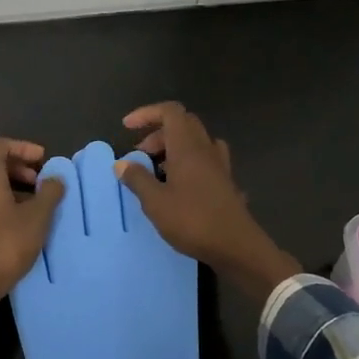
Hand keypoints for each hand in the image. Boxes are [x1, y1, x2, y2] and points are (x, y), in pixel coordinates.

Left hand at [0, 139, 65, 328]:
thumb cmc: (4, 247)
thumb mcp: (36, 220)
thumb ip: (49, 193)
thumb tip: (55, 177)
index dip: (22, 148)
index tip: (42, 160)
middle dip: (10, 163)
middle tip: (32, 179)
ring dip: (1, 182)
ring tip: (26, 202)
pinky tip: (9, 219)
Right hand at [115, 102, 301, 300]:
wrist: (236, 246)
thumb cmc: (192, 221)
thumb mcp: (156, 202)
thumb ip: (137, 179)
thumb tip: (122, 163)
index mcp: (188, 147)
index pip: (170, 112)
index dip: (147, 113)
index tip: (127, 128)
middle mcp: (206, 149)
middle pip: (183, 124)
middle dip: (157, 133)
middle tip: (140, 155)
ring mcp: (219, 165)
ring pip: (195, 142)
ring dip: (173, 148)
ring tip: (157, 171)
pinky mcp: (225, 182)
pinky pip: (205, 160)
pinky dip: (188, 163)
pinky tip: (178, 185)